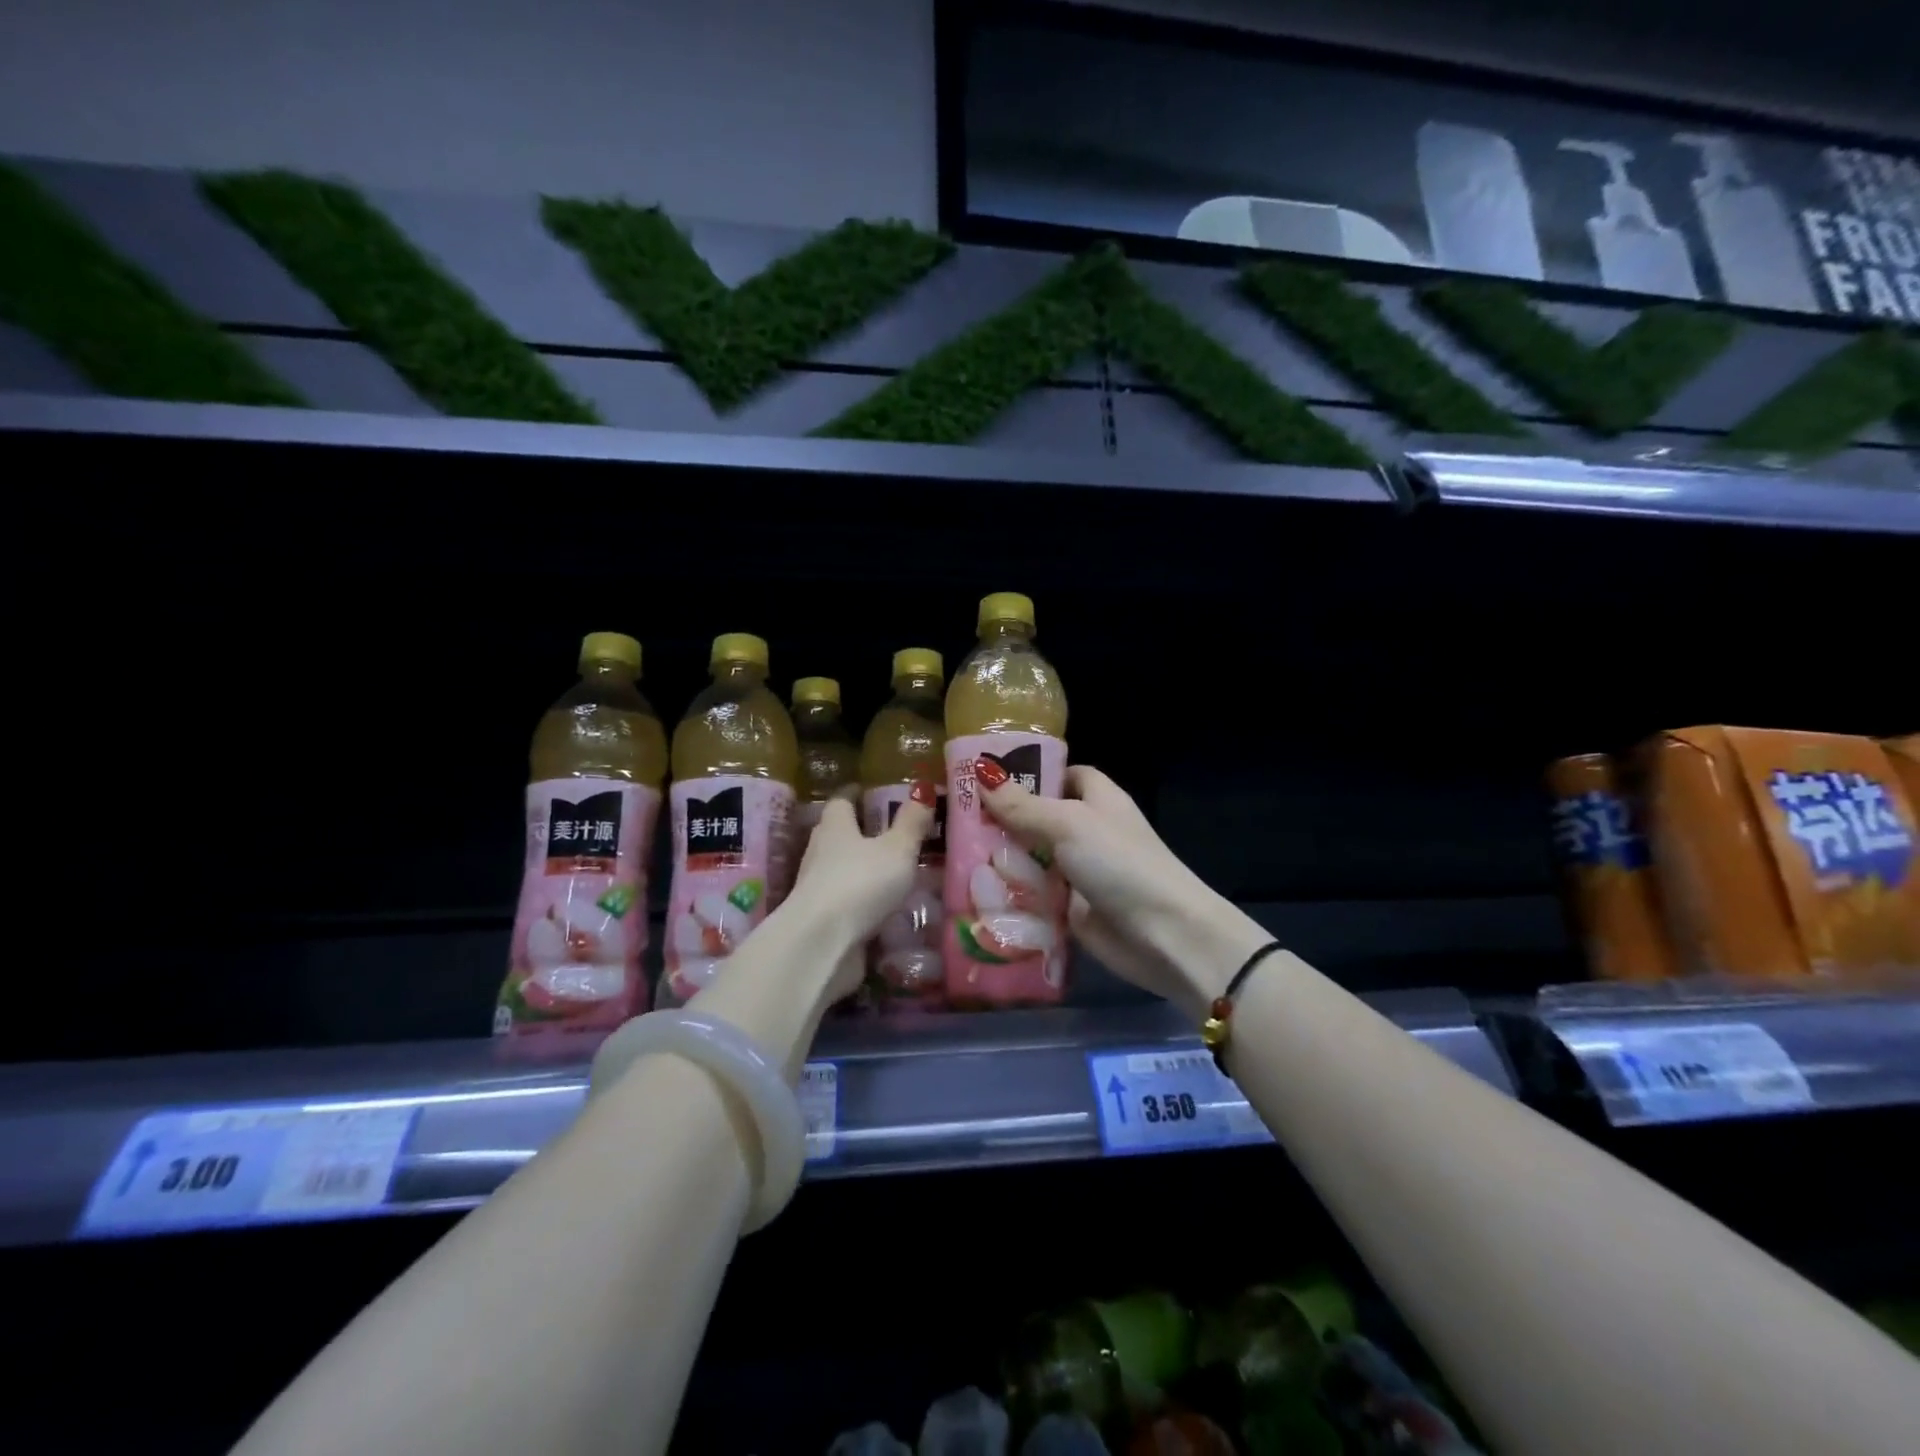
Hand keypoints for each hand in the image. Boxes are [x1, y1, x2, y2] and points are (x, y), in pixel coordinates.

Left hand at [786, 783, 936, 1000]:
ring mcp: (816, 889)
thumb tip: (923, 789)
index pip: (841, 803)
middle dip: (858, 833)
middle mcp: (820, 853)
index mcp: (835, 828)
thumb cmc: (860, 883)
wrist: (820, 944)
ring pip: (839, 870)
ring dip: (860, 870)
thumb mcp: (897, 849)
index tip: (866, 792)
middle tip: (888, 833)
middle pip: (837, 835)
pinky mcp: (820, 921)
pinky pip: (844, 904)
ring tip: (892, 873)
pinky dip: (860, 903)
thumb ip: (911, 822)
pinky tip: (882, 910)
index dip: (854, 796)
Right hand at [976, 763, 1264, 1016]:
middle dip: (1001, 820)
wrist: (1164, 935)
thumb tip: (981, 772)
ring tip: (950, 855)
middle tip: (953, 818)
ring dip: (1000, 860)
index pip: (1061, 775)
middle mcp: (1087, 831)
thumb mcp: (1069, 824)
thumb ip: (1023, 804)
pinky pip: (1033, 896)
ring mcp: (1078, 872)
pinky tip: (971, 893)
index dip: (1030, 773)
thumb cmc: (1120, 863)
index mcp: (1096, 799)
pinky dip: (1010, 896)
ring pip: (1031, 858)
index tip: (986, 777)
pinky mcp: (1070, 909)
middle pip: (1038, 818)